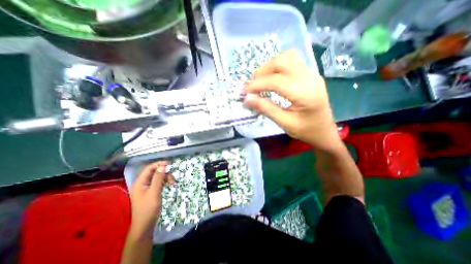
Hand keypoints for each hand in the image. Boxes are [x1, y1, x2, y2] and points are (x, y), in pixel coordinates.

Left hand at [128, 161, 172, 241]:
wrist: (145, 226)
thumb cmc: (148, 209)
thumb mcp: (154, 192)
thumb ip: (158, 178)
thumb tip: (163, 166)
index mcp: (140, 182)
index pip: (149, 168)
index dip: (159, 164)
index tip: (170, 164)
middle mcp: (142, 183)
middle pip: (154, 172)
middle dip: (164, 173)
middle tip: (172, 178)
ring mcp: (147, 187)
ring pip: (158, 177)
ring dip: (166, 177)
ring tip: (172, 183)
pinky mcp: (151, 191)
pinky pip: (159, 182)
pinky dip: (165, 182)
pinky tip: (169, 185)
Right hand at [245, 48, 340, 149]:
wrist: (325, 131)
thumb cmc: (306, 131)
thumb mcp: (284, 123)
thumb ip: (266, 109)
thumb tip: (247, 98)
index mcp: (304, 93)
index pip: (275, 81)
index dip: (256, 85)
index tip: (244, 92)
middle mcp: (309, 78)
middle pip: (282, 61)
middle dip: (262, 71)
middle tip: (253, 85)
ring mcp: (312, 74)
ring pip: (287, 57)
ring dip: (270, 66)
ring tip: (262, 81)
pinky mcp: (310, 74)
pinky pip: (292, 61)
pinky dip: (278, 67)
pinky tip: (273, 79)